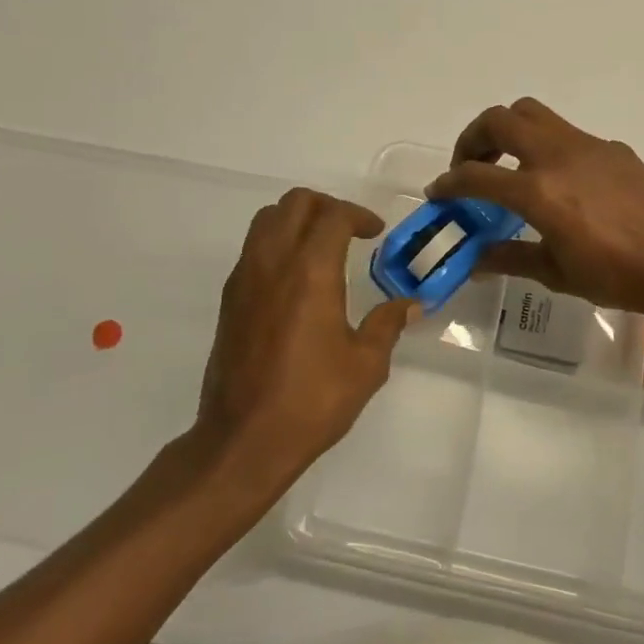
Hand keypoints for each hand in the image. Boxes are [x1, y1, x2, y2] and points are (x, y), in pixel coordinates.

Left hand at [193, 189, 416, 495]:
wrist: (244, 439)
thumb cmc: (312, 401)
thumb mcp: (365, 365)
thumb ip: (388, 324)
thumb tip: (413, 304)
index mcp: (310, 271)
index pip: (333, 216)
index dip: (359, 215)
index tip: (376, 233)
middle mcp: (273, 263)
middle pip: (295, 203)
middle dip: (327, 206)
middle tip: (350, 230)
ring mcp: (245, 278)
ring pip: (267, 219)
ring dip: (297, 219)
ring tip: (321, 246)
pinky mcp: (230, 299)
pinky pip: (253, 248)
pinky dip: (276, 243)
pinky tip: (296, 278)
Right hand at [425, 98, 643, 318]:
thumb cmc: (617, 276)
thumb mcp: (556, 273)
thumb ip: (510, 258)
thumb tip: (475, 261)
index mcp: (538, 190)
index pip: (476, 175)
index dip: (449, 183)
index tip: (438, 193)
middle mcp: (558, 156)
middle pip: (500, 119)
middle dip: (473, 138)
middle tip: (471, 167)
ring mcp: (589, 146)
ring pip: (534, 115)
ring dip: (509, 132)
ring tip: (509, 166)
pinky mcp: (614, 149)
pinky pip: (567, 134)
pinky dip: (547, 147)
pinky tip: (560, 183)